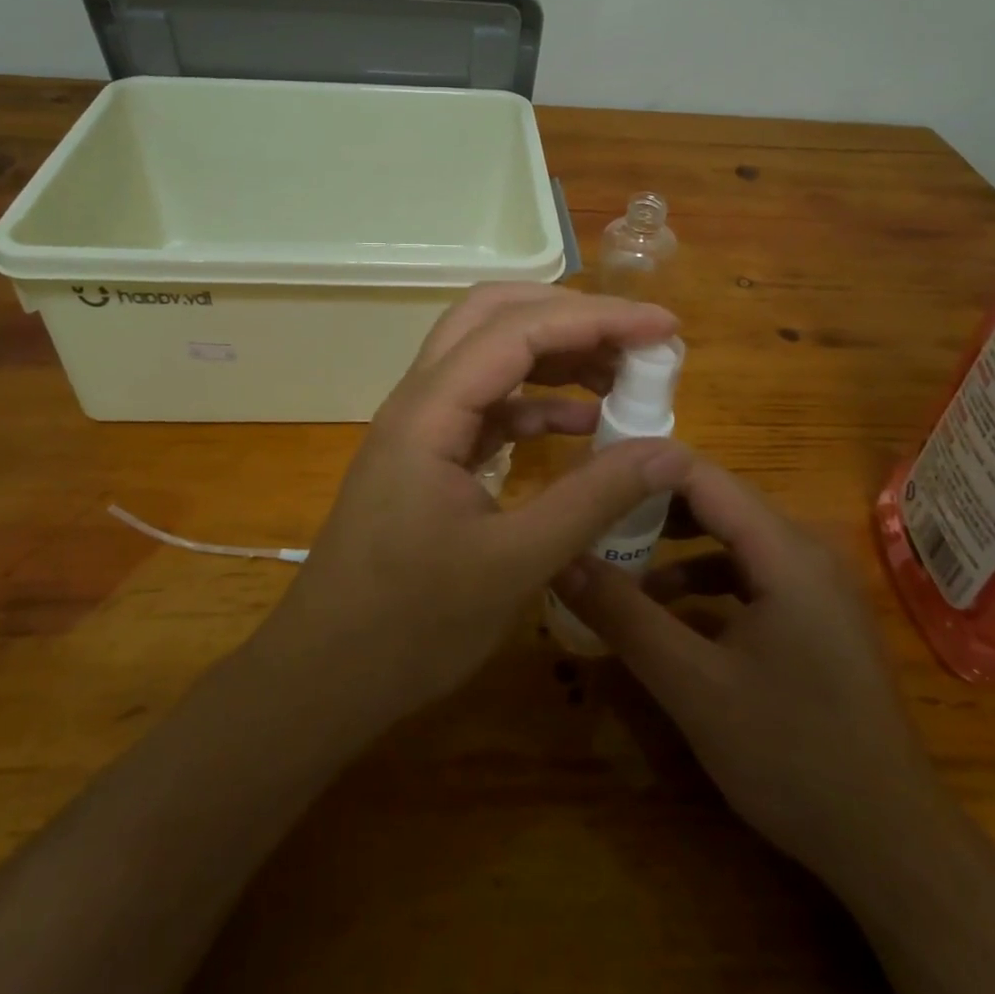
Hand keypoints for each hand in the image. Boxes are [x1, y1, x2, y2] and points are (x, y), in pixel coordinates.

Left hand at [252, 283, 691, 731]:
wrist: (325, 676)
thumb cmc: (410, 626)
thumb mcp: (515, 564)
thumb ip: (593, 500)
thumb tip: (669, 453)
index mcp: (430, 411)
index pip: (518, 330)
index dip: (595, 317)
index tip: (663, 326)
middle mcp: (420, 399)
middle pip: (494, 317)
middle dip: (570, 316)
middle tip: (636, 339)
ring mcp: (422, 425)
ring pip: (490, 355)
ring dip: (555, 354)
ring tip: (622, 374)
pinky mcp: (430, 454)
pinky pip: (489, 404)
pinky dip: (538, 402)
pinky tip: (583, 424)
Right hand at [552, 459, 941, 875]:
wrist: (893, 846)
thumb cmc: (793, 756)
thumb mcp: (692, 686)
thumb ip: (624, 616)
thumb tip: (559, 560)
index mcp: (784, 550)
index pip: (699, 474)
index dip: (640, 469)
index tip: (586, 481)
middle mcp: (803, 549)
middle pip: (715, 500)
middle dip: (649, 505)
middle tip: (590, 517)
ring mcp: (813, 583)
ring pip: (729, 536)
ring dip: (673, 543)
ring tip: (615, 560)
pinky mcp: (813, 614)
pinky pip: (747, 572)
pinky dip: (702, 578)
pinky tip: (666, 611)